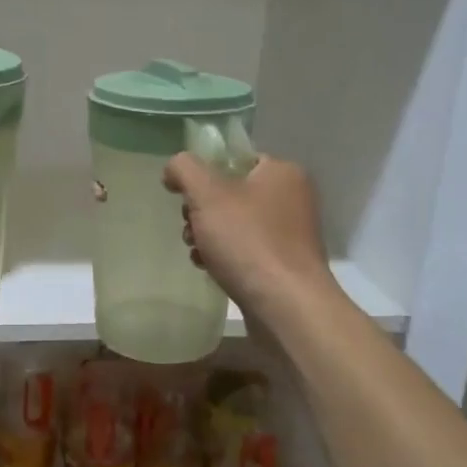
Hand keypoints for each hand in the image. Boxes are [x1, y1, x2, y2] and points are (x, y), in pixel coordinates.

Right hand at [163, 152, 331, 322]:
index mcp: (282, 173)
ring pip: (234, 224)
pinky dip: (224, 257)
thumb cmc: (248, 241)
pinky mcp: (284, 265)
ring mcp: (290, 235)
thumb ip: (185, 169)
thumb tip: (174, 169)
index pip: (235, 159)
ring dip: (208, 235)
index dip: (205, 173)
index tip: (186, 196)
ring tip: (197, 251)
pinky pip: (245, 250)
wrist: (286, 307)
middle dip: (202, 210)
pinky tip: (210, 268)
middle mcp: (292, 199)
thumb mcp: (207, 194)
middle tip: (192, 227)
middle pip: (230, 192)